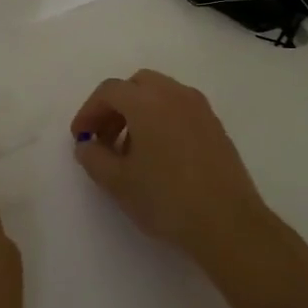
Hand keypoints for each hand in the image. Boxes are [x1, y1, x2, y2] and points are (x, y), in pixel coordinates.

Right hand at [70, 69, 274, 261]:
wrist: (227, 223)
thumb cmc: (166, 199)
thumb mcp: (117, 182)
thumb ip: (93, 157)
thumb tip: (87, 144)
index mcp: (147, 102)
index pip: (109, 91)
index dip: (89, 111)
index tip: (80, 137)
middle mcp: (175, 94)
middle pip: (137, 85)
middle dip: (115, 106)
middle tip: (104, 137)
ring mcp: (200, 109)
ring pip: (161, 94)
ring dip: (139, 112)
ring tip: (130, 150)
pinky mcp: (216, 126)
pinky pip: (180, 109)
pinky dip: (161, 119)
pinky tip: (159, 155)